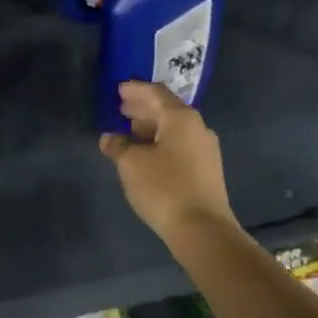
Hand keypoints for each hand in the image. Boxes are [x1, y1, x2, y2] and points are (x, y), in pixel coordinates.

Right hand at [99, 83, 234, 242]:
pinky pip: (180, 145)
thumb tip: (110, 138)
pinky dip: (161, 142)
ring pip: (174, 129)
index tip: (119, 89)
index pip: (156, 93)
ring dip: (152, 127)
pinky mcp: (207, 169)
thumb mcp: (131, 164)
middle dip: (143, 108)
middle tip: (121, 108)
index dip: (135, 90)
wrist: (203, 229)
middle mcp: (197, 127)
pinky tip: (147, 153)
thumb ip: (118, 145)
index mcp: (181, 118)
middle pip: (167, 109)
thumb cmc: (164, 187)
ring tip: (130, 131)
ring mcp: (205, 149)